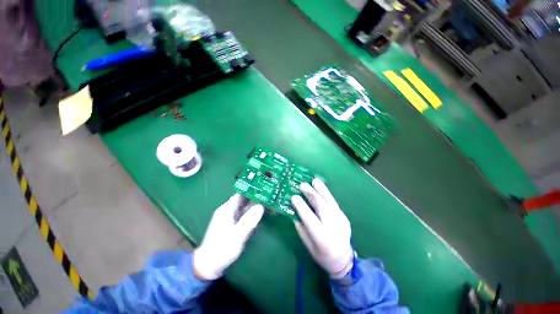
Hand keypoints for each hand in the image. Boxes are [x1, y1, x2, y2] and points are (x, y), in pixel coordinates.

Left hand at [193, 194, 263, 279]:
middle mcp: (227, 210)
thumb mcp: (237, 236)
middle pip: (242, 200)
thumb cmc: (222, 249)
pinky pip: (241, 215)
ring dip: (253, 206)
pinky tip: (257, 216)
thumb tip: (261, 206)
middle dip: (254, 199)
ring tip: (266, 205)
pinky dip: (249, 214)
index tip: (264, 191)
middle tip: (268, 198)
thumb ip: (249, 221)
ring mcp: (228, 217)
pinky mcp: (229, 224)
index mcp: (227, 209)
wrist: (208, 265)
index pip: (241, 194)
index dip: (252, 192)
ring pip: (242, 207)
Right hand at [292, 179, 353, 278]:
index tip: (294, 197)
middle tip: (302, 185)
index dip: (301, 207)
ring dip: (321, 190)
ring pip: (330, 202)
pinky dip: (326, 193)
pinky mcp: (344, 216)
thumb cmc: (323, 256)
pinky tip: (321, 187)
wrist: (344, 261)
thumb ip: (302, 230)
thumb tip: (295, 213)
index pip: (310, 219)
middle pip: (322, 207)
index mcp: (322, 239)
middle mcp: (333, 228)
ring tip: (314, 181)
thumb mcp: (309, 247)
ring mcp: (341, 221)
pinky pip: (334, 202)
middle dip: (311, 194)